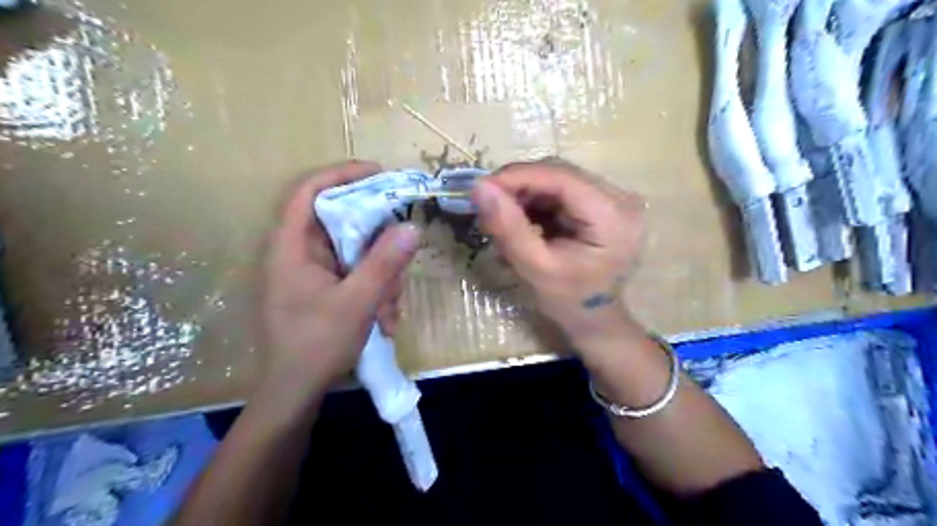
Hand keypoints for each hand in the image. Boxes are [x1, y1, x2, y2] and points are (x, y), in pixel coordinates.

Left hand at [263, 163, 424, 392]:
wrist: (294, 394)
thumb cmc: (315, 346)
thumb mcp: (357, 303)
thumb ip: (384, 264)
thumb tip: (411, 227)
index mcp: (291, 247)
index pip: (309, 191)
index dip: (342, 174)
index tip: (380, 175)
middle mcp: (298, 252)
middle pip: (341, 222)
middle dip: (377, 244)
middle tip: (401, 260)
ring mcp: (311, 272)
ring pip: (355, 253)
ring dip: (381, 277)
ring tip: (390, 311)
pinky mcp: (322, 288)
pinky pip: (355, 274)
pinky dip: (374, 290)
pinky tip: (384, 319)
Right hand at [476, 159, 645, 349]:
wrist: (595, 318)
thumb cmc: (569, 301)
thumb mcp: (536, 269)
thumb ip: (509, 228)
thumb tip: (480, 188)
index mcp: (612, 216)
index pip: (561, 177)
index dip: (517, 177)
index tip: (480, 189)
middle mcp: (620, 198)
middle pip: (559, 173)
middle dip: (518, 187)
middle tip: (487, 207)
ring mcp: (613, 198)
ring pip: (557, 179)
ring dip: (525, 194)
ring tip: (502, 219)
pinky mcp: (602, 203)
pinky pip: (561, 190)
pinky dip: (536, 202)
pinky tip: (522, 221)